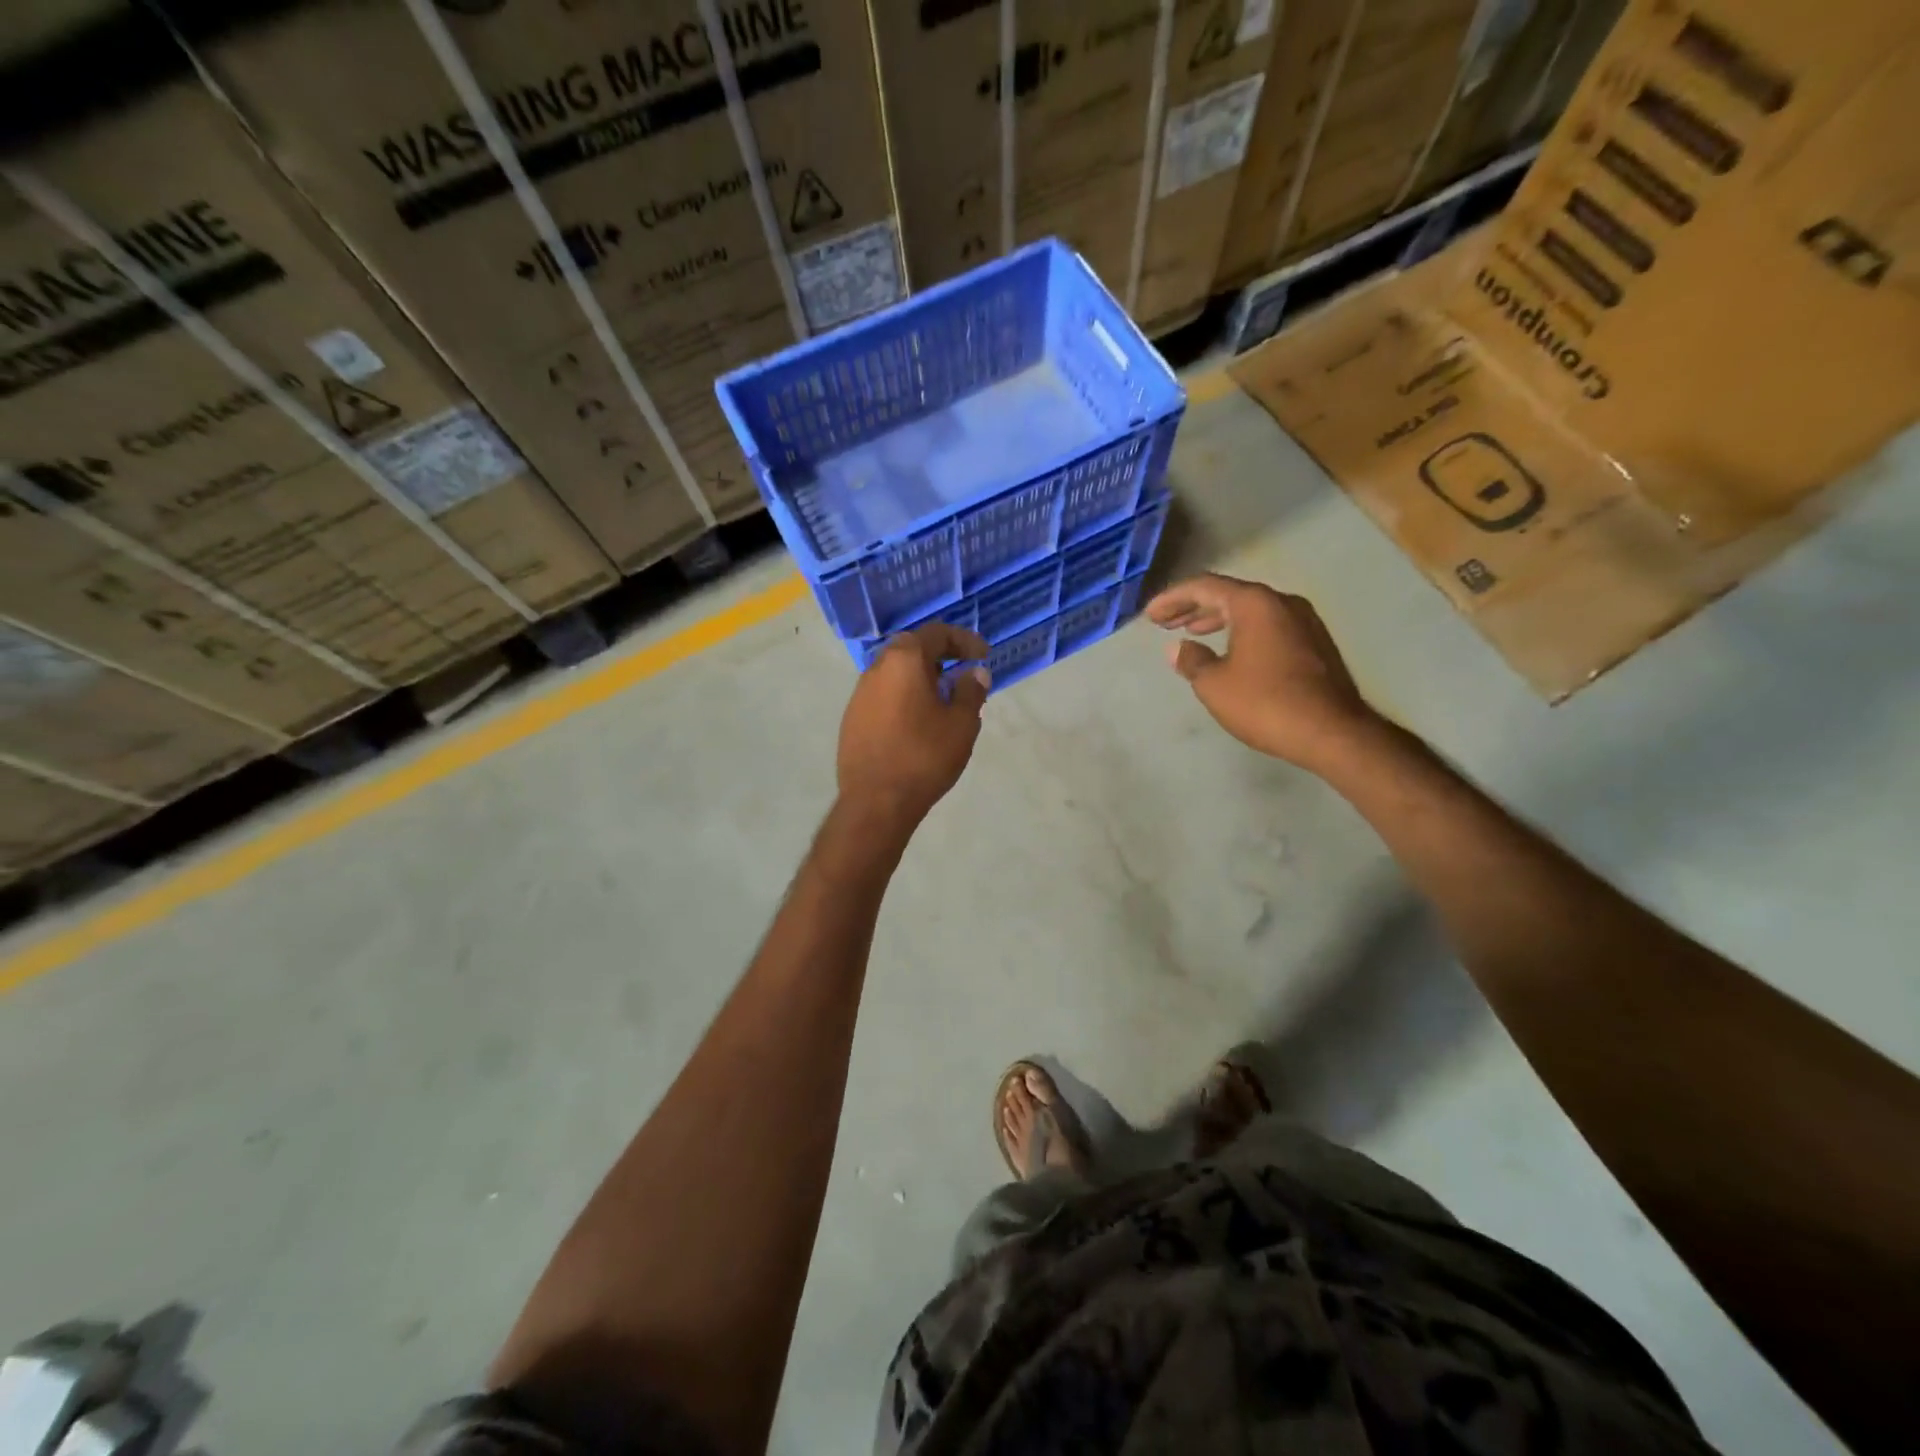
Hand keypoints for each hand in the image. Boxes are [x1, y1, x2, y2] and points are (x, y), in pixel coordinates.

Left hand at [837, 624, 990, 828]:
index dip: (964, 640)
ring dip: (921, 680)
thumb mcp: (961, 724)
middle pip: (911, 650)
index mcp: (903, 660)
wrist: (876, 801)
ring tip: (943, 703)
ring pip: (895, 675)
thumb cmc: (924, 756)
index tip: (983, 656)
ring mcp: (859, 695)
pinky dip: (904, 699)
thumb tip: (974, 673)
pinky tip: (918, 724)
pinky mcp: (852, 720)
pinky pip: (884, 697)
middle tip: (962, 676)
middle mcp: (876, 669)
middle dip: (940, 658)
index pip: (936, 633)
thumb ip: (970, 691)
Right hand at [1147, 574, 1377, 771]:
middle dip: (1194, 607)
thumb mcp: (1214, 684)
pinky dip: (1242, 631)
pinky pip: (1268, 626)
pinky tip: (1230, 650)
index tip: (1150, 615)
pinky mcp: (1315, 644)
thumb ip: (1191, 661)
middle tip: (1166, 622)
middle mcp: (1282, 602)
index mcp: (1255, 603)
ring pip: (1251, 611)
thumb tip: (1178, 649)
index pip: (1205, 586)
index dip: (1172, 598)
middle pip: (1229, 594)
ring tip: (1193, 633)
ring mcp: (1304, 622)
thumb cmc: (1265, 702)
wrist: (1332, 732)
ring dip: (1218, 619)